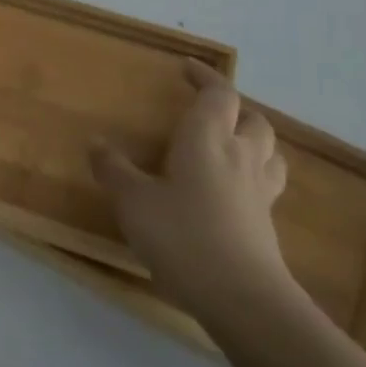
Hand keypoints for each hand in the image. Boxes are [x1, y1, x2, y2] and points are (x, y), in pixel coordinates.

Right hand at [92, 58, 295, 325]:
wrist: (243, 299)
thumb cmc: (182, 236)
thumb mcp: (133, 201)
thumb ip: (114, 169)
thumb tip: (96, 142)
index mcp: (207, 139)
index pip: (218, 94)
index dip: (205, 77)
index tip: (187, 68)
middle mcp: (240, 157)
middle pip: (252, 119)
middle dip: (233, 108)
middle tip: (208, 111)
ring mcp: (259, 192)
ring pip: (269, 152)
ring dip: (252, 140)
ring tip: (229, 145)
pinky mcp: (267, 224)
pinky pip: (266, 184)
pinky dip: (253, 175)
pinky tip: (232, 192)